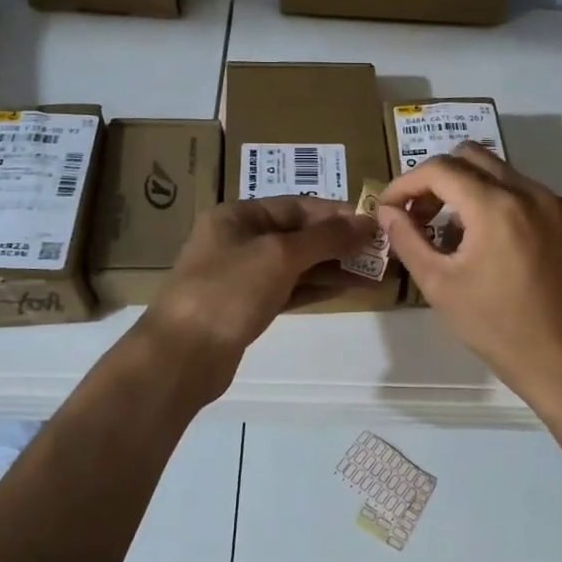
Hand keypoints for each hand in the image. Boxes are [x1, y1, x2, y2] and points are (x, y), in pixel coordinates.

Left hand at [139, 195, 376, 395]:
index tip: (372, 224)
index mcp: (237, 216)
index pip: (296, 205)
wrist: (182, 355)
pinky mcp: (247, 308)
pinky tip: (345, 289)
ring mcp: (242, 276)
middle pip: (297, 234)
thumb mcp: (280, 255)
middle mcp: (238, 240)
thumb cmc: (228, 291)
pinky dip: (315, 288)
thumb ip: (326, 238)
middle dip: (337, 242)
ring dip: (332, 266)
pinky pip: (288, 289)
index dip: (335, 213)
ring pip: (295, 264)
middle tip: (378, 251)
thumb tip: (366, 223)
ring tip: (372, 272)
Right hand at [378, 143, 561, 414]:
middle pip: (472, 157)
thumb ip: (407, 239)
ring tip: (455, 236)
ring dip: (470, 191)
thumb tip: (387, 210)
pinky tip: (493, 246)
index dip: (406, 183)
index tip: (389, 208)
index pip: (440, 169)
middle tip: (421, 216)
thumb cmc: (496, 327)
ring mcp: (557, 206)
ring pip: (502, 174)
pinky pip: (528, 196)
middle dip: (438, 180)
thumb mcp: (439, 285)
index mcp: (496, 206)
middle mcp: (531, 193)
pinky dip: (501, 205)